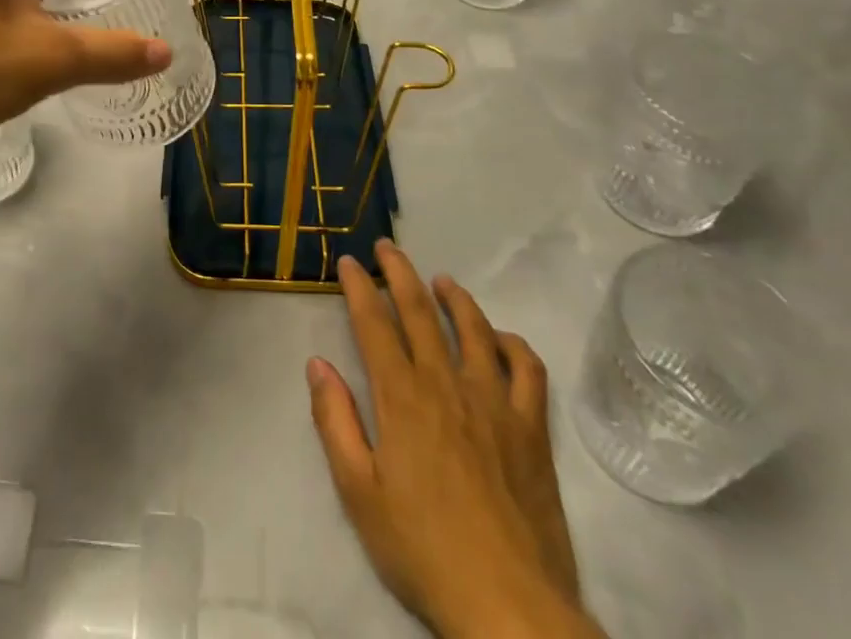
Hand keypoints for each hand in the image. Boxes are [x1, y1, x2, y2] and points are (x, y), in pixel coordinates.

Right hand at [308, 243, 595, 638]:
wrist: (509, 607)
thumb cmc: (423, 550)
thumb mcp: (359, 493)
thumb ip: (335, 422)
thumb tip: (317, 363)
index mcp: (401, 397)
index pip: (374, 323)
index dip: (359, 286)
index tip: (349, 261)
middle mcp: (446, 383)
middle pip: (420, 310)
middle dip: (399, 272)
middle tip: (387, 247)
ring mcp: (495, 402)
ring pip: (474, 328)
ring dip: (454, 296)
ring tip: (441, 279)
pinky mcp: (532, 428)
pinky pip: (527, 369)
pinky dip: (513, 344)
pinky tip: (501, 339)